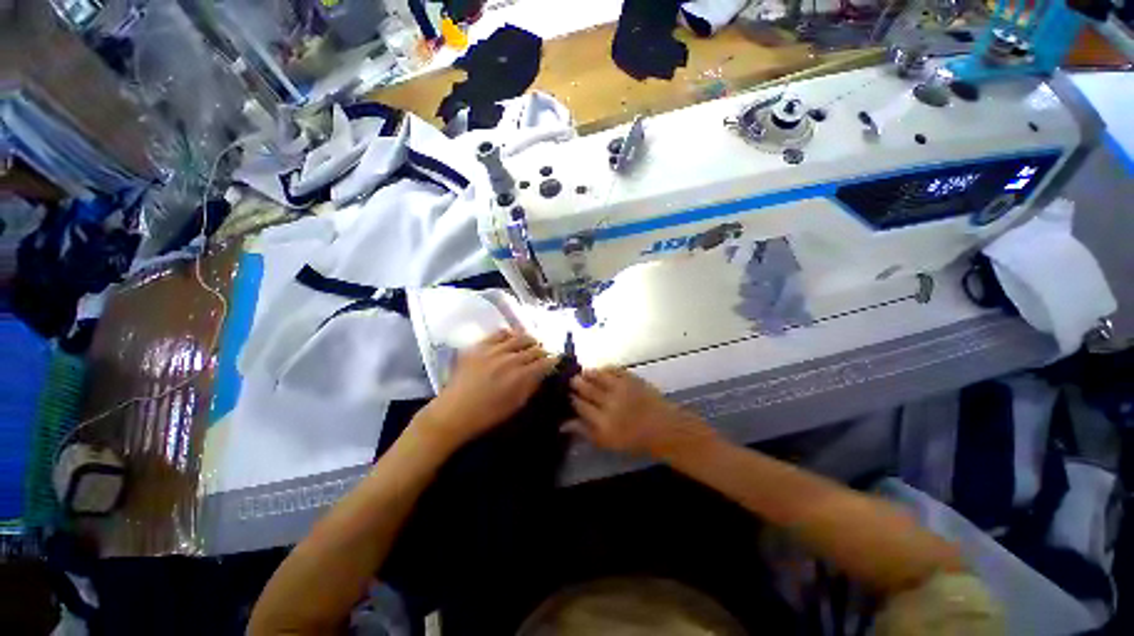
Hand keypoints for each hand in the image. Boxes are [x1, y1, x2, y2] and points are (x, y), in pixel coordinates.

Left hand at [414, 330, 557, 451]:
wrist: (453, 413)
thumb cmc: (487, 415)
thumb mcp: (515, 405)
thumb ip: (531, 386)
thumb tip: (542, 374)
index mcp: (520, 376)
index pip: (545, 362)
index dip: (553, 360)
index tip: (556, 361)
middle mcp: (510, 359)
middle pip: (534, 348)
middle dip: (543, 351)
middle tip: (543, 354)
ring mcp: (493, 350)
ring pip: (519, 337)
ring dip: (529, 340)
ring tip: (531, 343)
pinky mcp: (479, 346)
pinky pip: (499, 333)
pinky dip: (509, 334)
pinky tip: (511, 338)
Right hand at [568, 368, 714, 458]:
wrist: (663, 427)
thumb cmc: (633, 439)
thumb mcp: (606, 442)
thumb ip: (584, 431)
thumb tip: (563, 424)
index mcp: (602, 422)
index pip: (580, 405)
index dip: (572, 398)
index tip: (567, 395)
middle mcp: (610, 403)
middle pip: (586, 389)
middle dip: (577, 383)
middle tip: (572, 381)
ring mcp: (621, 388)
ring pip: (597, 375)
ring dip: (588, 373)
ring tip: (583, 373)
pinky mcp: (631, 378)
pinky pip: (613, 369)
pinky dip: (604, 368)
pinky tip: (601, 370)